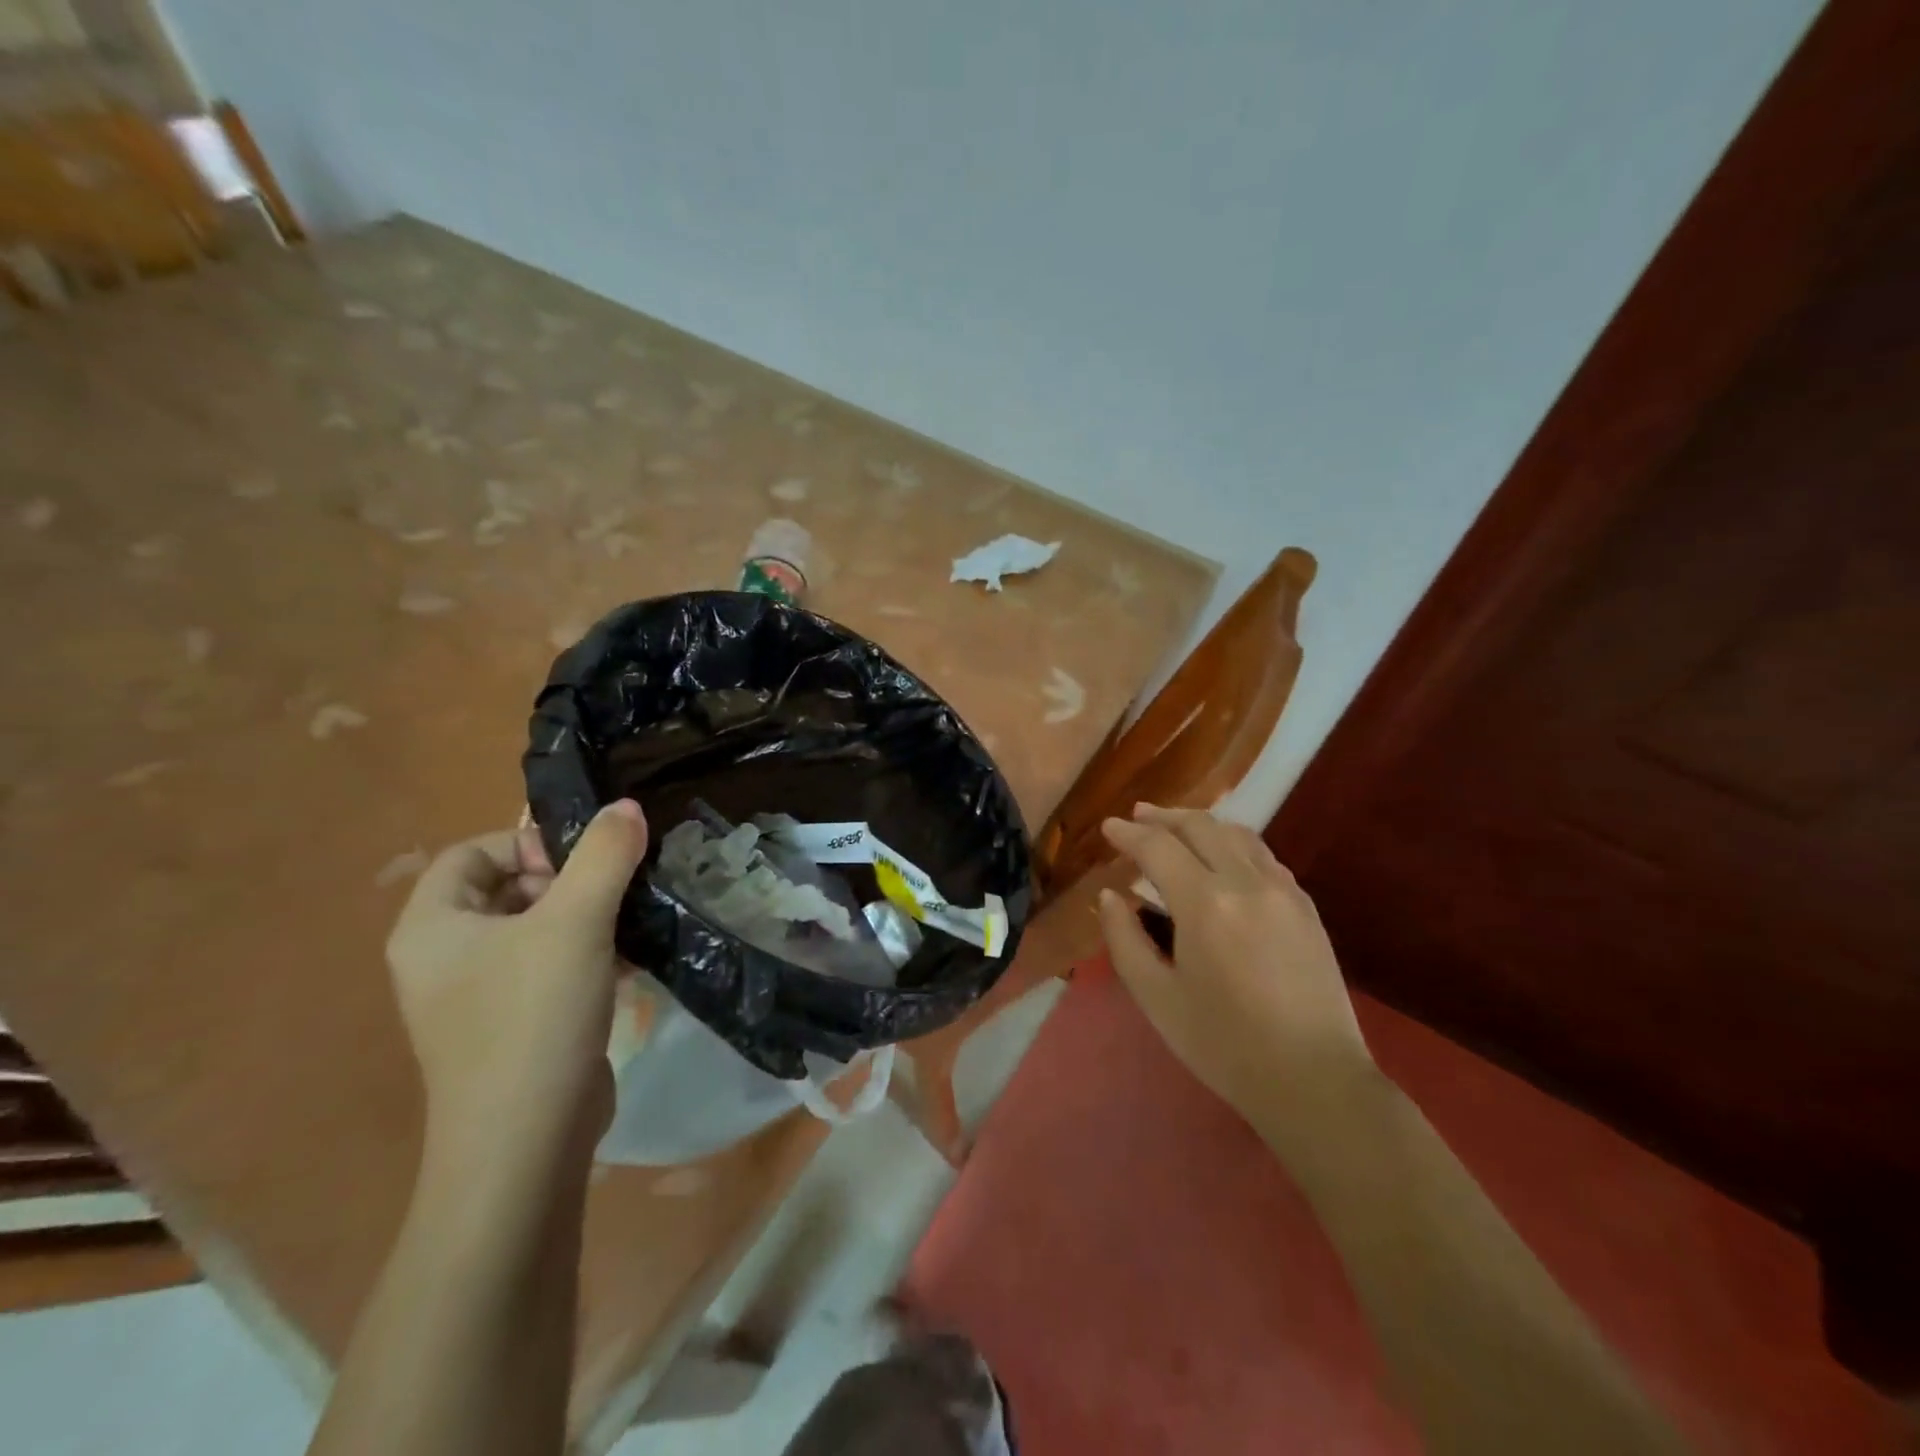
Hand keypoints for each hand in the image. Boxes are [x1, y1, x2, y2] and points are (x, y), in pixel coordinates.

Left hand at [385, 801, 647, 1178]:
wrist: (526, 1142)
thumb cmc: (533, 1016)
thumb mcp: (575, 921)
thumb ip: (604, 855)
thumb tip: (627, 807)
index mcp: (433, 927)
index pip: (472, 852)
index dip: (527, 843)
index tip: (581, 862)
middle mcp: (444, 958)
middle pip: (508, 888)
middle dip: (567, 881)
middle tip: (611, 892)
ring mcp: (478, 997)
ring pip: (536, 929)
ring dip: (586, 917)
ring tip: (630, 921)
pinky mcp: (515, 1026)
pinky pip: (549, 969)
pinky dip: (587, 956)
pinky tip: (628, 963)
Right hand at [1096, 804, 1377, 1155]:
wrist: (1314, 1081)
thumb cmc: (1224, 1045)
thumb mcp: (1157, 998)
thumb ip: (1125, 939)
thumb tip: (1110, 896)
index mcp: (1205, 904)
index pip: (1158, 847)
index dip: (1128, 834)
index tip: (1108, 828)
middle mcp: (1246, 882)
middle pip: (1201, 826)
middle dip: (1163, 817)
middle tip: (1137, 817)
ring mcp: (1283, 891)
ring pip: (1237, 834)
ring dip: (1201, 824)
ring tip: (1176, 829)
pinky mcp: (1306, 907)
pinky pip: (1263, 856)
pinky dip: (1232, 844)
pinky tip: (1222, 860)